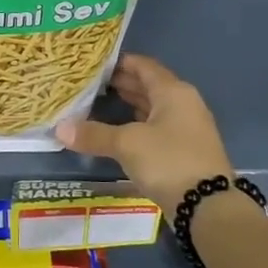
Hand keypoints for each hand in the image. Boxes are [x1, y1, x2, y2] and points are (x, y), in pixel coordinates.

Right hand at [56, 53, 231, 208]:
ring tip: (98, 103)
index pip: (143, 65)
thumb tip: (59, 128)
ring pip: (152, 107)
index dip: (119, 62)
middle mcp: (183, 103)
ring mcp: (186, 127)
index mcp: (173, 92)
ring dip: (128, 104)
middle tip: (89, 84)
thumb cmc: (168, 161)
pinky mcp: (184, 149)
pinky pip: (156, 126)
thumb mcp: (127, 144)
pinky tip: (117, 131)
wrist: (208, 206)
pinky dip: (136, 124)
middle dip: (120, 83)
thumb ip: (94, 134)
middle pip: (149, 85)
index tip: (92, 64)